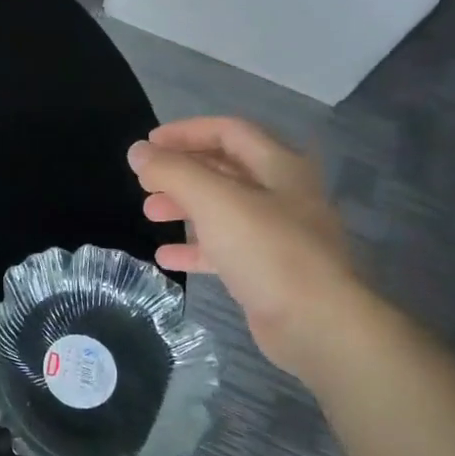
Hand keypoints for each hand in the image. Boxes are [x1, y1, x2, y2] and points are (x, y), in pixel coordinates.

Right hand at [128, 117, 363, 375]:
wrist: (316, 323)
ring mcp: (278, 234)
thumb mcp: (214, 201)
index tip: (148, 145)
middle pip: (225, 169)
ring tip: (150, 214)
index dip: (186, 132)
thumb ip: (173, 171)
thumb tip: (138, 151)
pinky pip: (226, 249)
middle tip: (145, 183)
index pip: (229, 131)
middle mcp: (282, 194)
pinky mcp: (269, 270)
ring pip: (223, 209)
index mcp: (279, 166)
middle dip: (182, 172)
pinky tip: (166, 257)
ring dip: (185, 207)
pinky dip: (195, 248)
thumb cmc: (267, 250)